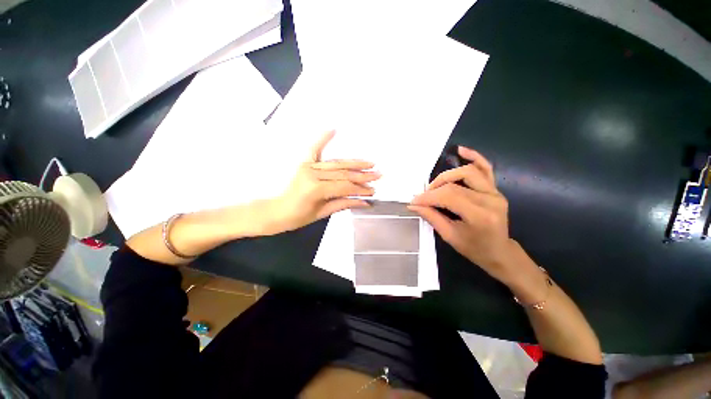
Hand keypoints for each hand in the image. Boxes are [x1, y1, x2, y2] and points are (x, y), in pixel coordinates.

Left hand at [261, 130, 379, 234]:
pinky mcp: (303, 163)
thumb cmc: (296, 217)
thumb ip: (344, 204)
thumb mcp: (322, 213)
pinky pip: (314, 149)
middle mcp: (312, 174)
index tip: (373, 191)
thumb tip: (365, 202)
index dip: (360, 189)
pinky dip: (323, 139)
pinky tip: (332, 129)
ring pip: (336, 164)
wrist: (274, 212)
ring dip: (354, 163)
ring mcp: (307, 167)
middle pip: (343, 173)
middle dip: (362, 175)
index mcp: (316, 189)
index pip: (345, 187)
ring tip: (369, 163)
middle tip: (378, 175)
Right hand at [409, 146, 516, 282]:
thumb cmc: (474, 249)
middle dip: (433, 189)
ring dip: (446, 176)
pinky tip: (461, 150)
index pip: (448, 197)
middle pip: (455, 184)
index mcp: (480, 215)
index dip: (428, 197)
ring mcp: (495, 192)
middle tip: (422, 198)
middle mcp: (490, 199)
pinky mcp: (495, 189)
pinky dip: (474, 157)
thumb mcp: (449, 236)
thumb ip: (431, 217)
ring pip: (468, 171)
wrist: (499, 252)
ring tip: (435, 186)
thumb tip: (413, 205)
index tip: (413, 201)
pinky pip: (486, 168)